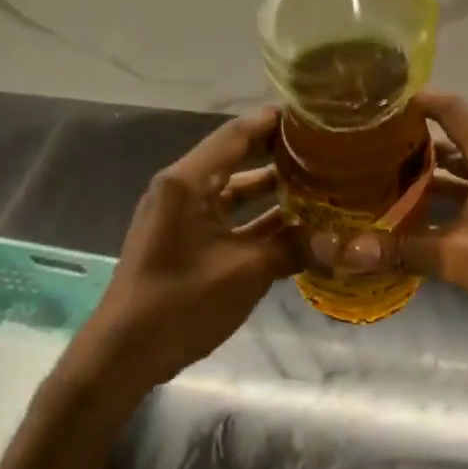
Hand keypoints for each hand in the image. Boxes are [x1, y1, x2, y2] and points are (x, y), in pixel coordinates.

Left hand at [72, 108, 298, 394]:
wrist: (124, 353)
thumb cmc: (181, 302)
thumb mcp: (245, 273)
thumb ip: (293, 249)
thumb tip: (343, 243)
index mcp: (187, 183)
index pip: (235, 135)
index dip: (273, 121)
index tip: (312, 115)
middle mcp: (181, 189)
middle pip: (234, 158)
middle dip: (276, 152)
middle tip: (322, 148)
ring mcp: (180, 216)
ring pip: (231, 190)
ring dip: (269, 188)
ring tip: (316, 182)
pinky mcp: (183, 240)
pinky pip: (225, 217)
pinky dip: (255, 218)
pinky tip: (293, 226)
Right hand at [320, 92, 467, 384]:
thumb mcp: (461, 256)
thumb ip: (403, 249)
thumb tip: (344, 251)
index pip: (453, 109)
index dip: (417, 100)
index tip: (377, 100)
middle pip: (454, 138)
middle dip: (414, 139)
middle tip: (367, 142)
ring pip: (462, 173)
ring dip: (427, 174)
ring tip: (379, 176)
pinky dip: (444, 204)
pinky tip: (411, 218)